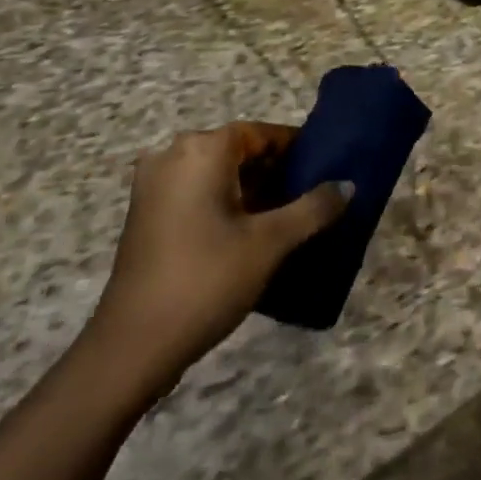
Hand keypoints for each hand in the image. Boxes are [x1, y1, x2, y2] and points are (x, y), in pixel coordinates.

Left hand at [80, 123, 348, 406]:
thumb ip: (313, 208)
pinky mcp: (146, 215)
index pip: (261, 132)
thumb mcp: (271, 243)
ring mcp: (154, 186)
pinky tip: (251, 234)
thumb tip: (348, 185)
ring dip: (252, 190)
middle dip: (276, 171)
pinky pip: (196, 193)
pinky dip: (226, 204)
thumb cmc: (206, 280)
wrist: (132, 347)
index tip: (325, 168)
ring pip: (217, 174)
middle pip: (238, 151)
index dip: (296, 148)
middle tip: (311, 197)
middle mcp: (173, 155)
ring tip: (288, 217)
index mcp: (202, 150)